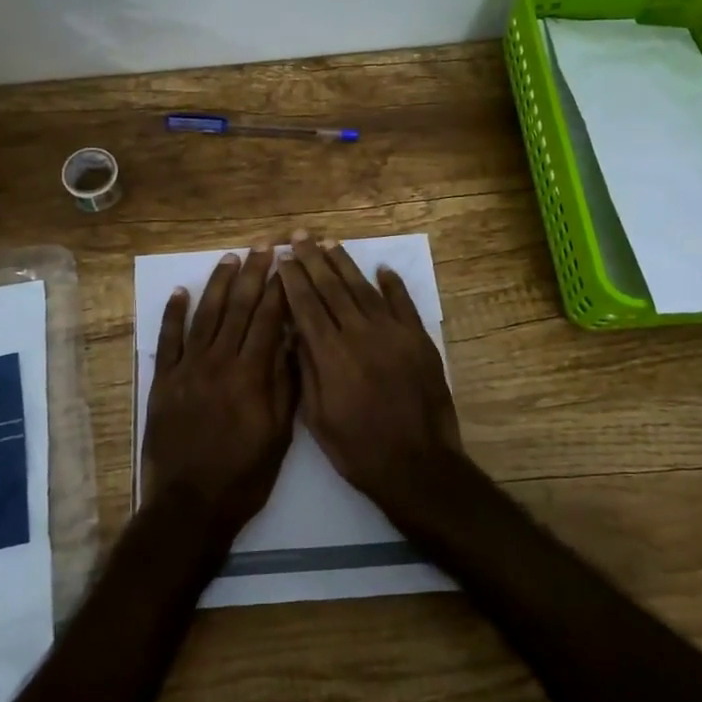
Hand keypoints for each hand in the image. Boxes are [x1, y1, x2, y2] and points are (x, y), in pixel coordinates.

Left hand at [141, 239, 296, 540]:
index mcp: (252, 374)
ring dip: (218, 283)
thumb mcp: (280, 435)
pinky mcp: (163, 380)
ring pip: (206, 315)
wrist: (190, 504)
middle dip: (253, 273)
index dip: (279, 288)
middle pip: (239, 307)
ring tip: (230, 258)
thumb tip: (292, 341)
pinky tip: (180, 291)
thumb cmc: (244, 475)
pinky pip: (168, 339)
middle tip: (263, 245)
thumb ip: (285, 384)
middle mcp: (219, 361)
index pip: (268, 319)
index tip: (287, 262)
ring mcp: (188, 368)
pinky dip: (173, 313)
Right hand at [275, 230, 465, 513]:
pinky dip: (393, 284)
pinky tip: (382, 269)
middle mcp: (360, 334)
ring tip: (330, 243)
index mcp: (331, 355)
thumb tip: (294, 333)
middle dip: (314, 260)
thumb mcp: (317, 418)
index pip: (306, 306)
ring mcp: (393, 334)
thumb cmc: (358, 449)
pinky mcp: (419, 340)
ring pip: (364, 289)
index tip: (282, 258)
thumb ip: (306, 370)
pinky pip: (404, 304)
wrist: (417, 465)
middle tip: (300, 236)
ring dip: (346, 264)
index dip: (293, 279)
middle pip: (332, 288)